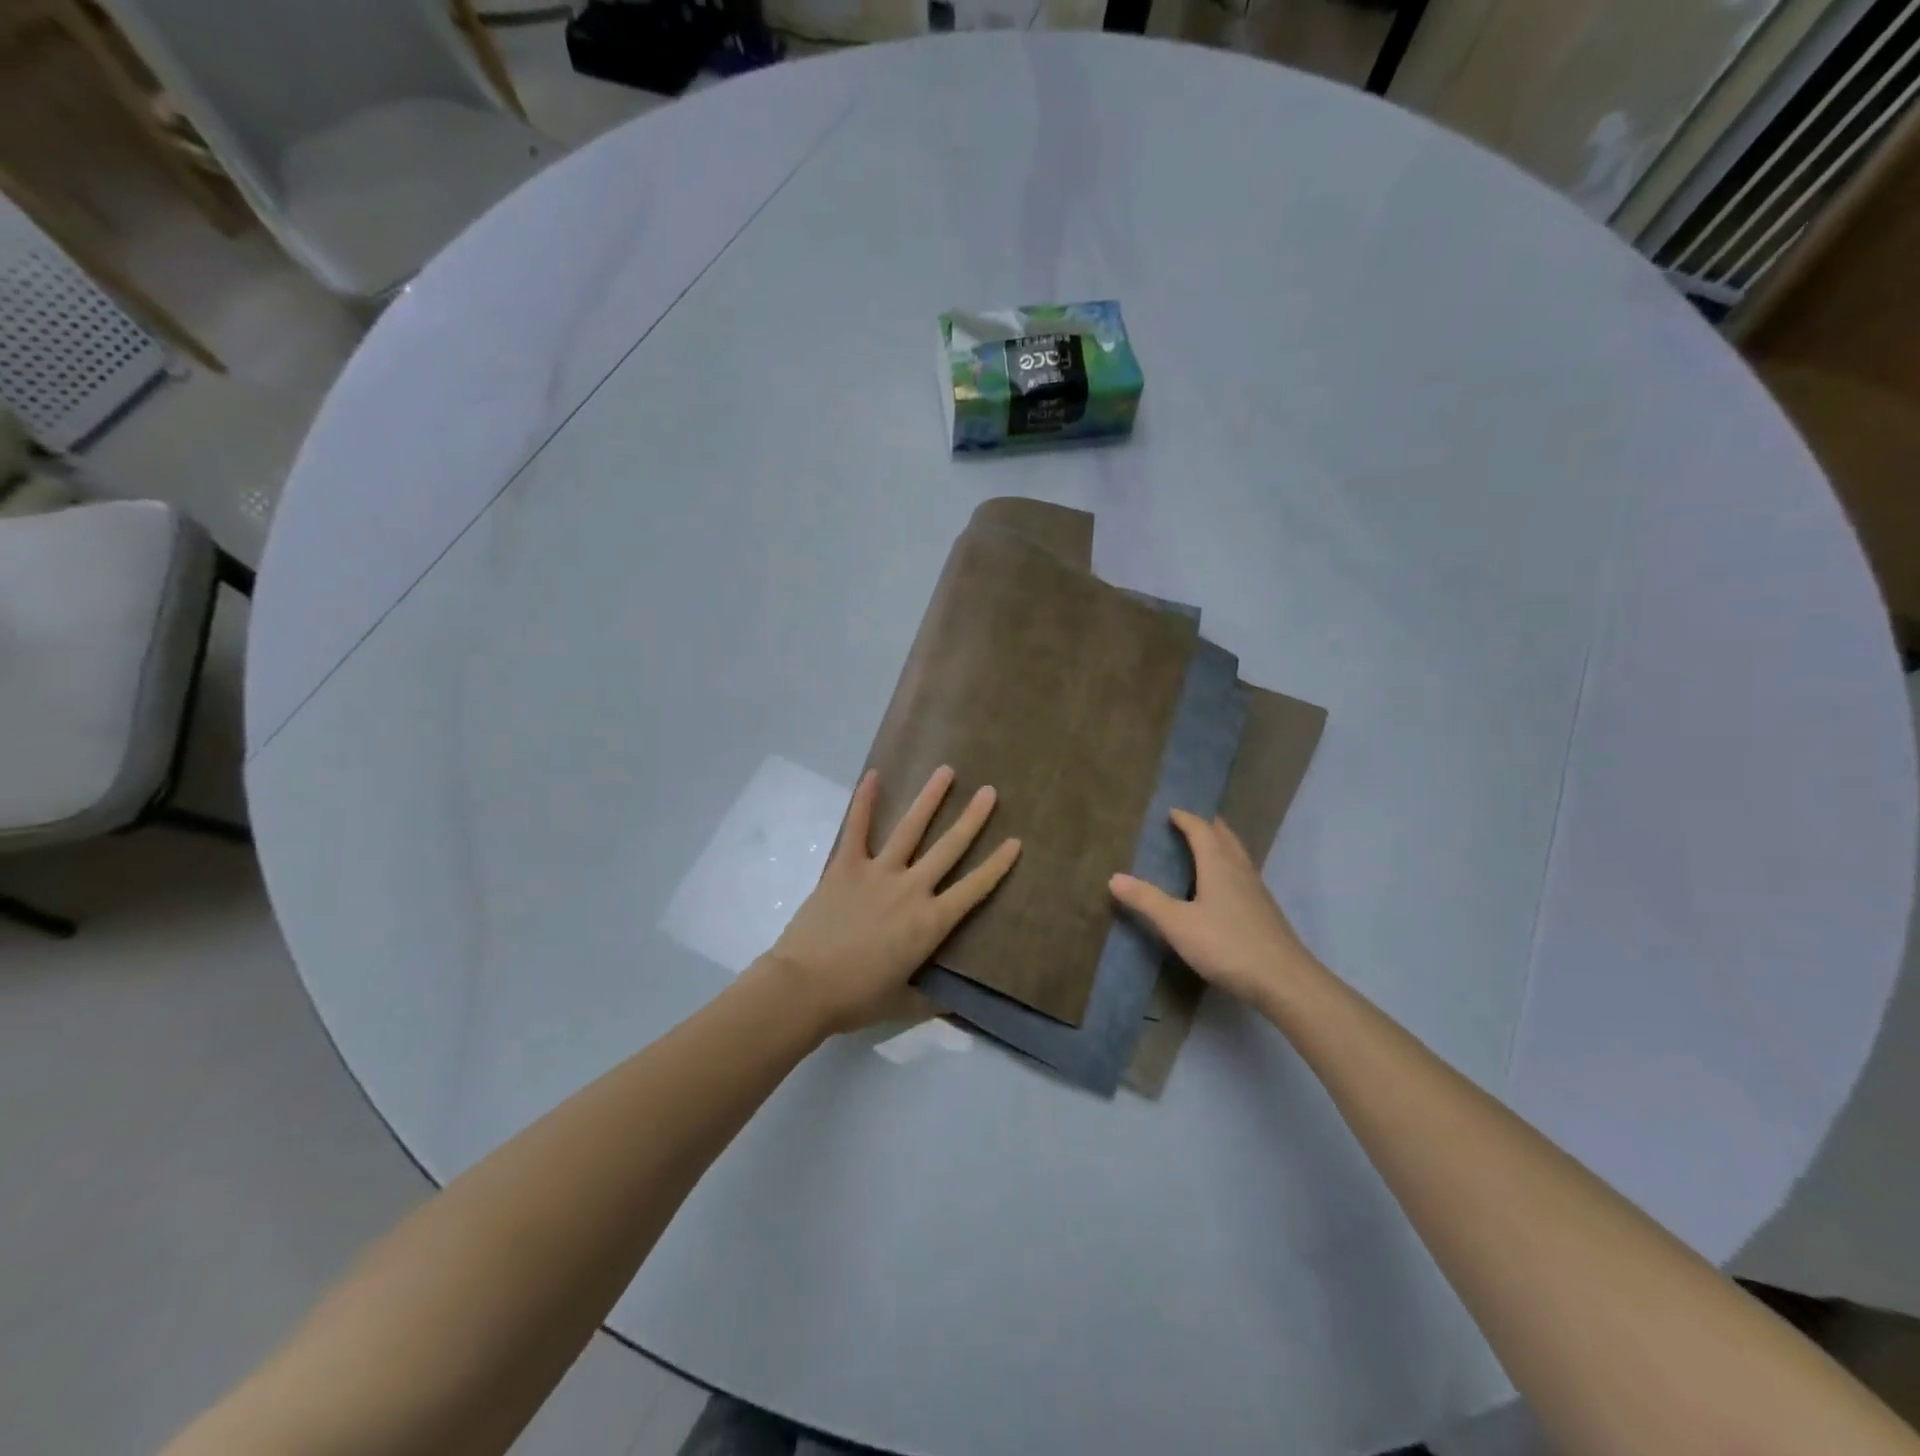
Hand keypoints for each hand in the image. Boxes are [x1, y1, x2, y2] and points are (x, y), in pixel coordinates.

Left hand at [765, 765, 1021, 1033]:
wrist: (804, 988)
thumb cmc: (855, 998)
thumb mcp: (902, 1004)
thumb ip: (929, 1000)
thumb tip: (952, 1003)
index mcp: (930, 923)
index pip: (974, 888)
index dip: (997, 865)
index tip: (1016, 841)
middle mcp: (911, 889)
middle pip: (949, 848)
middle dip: (972, 818)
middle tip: (989, 792)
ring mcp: (877, 872)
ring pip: (910, 829)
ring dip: (929, 799)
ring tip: (946, 771)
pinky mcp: (845, 866)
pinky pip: (856, 828)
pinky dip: (864, 801)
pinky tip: (874, 775)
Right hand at [1110, 809, 1314, 1004]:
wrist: (1284, 980)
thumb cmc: (1226, 945)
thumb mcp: (1178, 924)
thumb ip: (1147, 900)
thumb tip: (1114, 878)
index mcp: (1218, 864)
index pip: (1201, 830)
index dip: (1185, 818)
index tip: (1170, 812)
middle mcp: (1239, 869)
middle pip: (1224, 836)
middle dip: (1206, 825)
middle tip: (1188, 821)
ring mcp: (1256, 889)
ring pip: (1237, 854)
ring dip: (1220, 843)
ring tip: (1204, 846)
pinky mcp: (1264, 909)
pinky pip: (1243, 873)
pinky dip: (1229, 865)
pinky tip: (1223, 885)